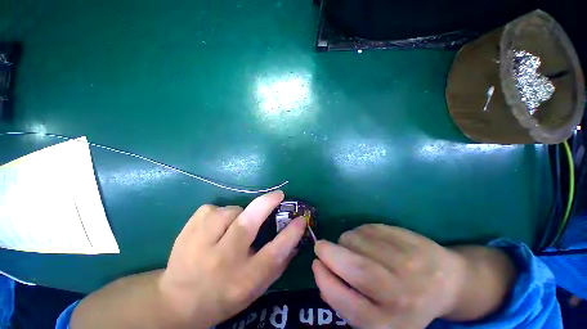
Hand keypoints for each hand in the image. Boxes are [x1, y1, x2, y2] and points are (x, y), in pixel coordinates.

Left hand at [159, 191, 305, 327]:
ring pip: (229, 211)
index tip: (301, 219)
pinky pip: (212, 209)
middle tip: (278, 195)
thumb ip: (278, 263)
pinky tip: (214, 228)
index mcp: (243, 279)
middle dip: (266, 204)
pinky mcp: (187, 229)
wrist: (177, 301)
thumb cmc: (224, 296)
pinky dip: (220, 213)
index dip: (290, 234)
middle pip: (247, 224)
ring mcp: (200, 244)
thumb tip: (295, 236)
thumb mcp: (255, 288)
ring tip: (233, 225)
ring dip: (238, 212)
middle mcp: (222, 260)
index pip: (273, 253)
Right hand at [312, 224, 465, 328]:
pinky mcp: (408, 239)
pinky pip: (368, 229)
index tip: (316, 265)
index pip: (349, 305)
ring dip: (344, 241)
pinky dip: (358, 232)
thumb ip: (348, 302)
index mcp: (391, 323)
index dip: (326, 281)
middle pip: (358, 269)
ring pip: (359, 242)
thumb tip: (322, 276)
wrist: (446, 282)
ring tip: (350, 247)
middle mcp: (402, 295)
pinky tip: (367, 239)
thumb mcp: (377, 316)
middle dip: (330, 254)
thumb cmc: (405, 303)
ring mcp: (409, 263)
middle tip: (320, 246)